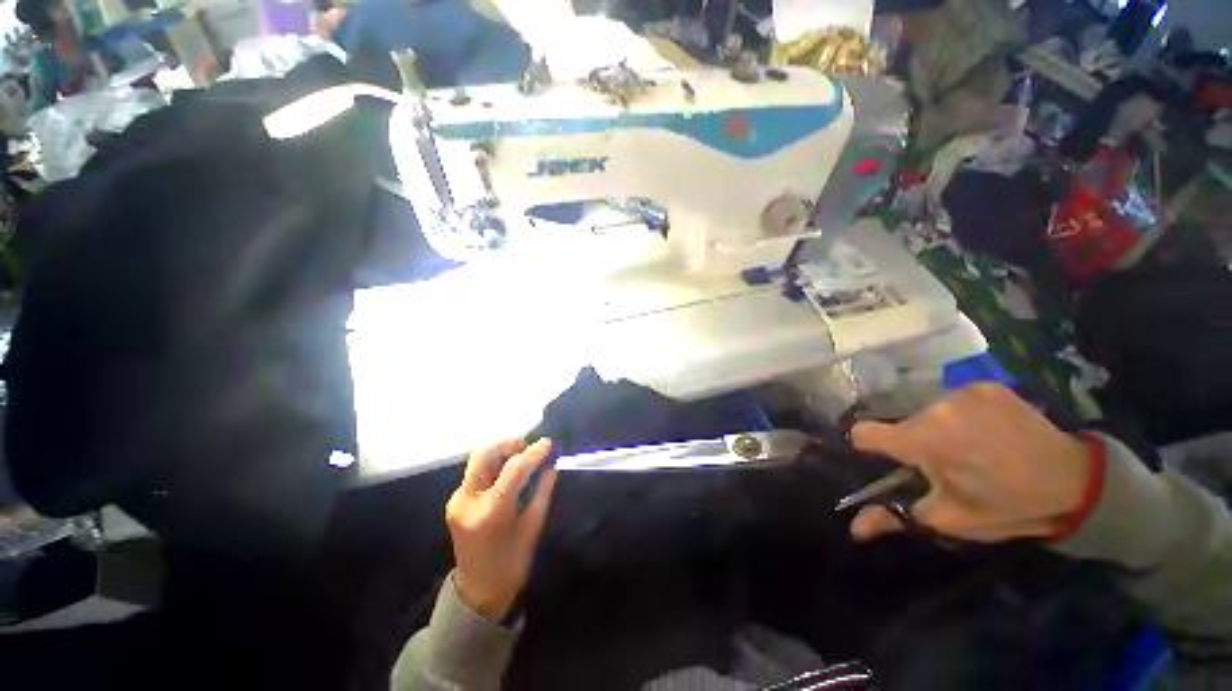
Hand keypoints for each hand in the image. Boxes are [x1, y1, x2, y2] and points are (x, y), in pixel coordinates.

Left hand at [446, 438, 557, 619]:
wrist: (477, 591)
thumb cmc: (511, 563)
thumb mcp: (533, 528)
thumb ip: (542, 492)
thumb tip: (552, 465)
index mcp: (491, 512)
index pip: (514, 468)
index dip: (533, 452)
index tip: (549, 443)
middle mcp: (468, 501)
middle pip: (484, 453)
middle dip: (509, 443)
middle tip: (529, 447)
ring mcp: (457, 500)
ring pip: (478, 459)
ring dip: (501, 451)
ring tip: (521, 457)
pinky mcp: (455, 500)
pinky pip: (476, 471)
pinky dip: (494, 464)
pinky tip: (508, 471)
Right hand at [849, 384, 1091, 542]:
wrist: (1075, 480)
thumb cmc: (1007, 505)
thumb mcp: (950, 519)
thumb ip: (896, 518)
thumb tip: (853, 529)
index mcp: (922, 440)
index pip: (864, 433)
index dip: (867, 448)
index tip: (888, 461)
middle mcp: (934, 408)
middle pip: (902, 425)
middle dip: (916, 445)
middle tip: (948, 466)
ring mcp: (962, 393)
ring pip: (928, 413)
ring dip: (940, 430)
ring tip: (973, 448)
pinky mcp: (985, 385)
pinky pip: (955, 400)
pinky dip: (964, 415)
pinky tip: (989, 431)